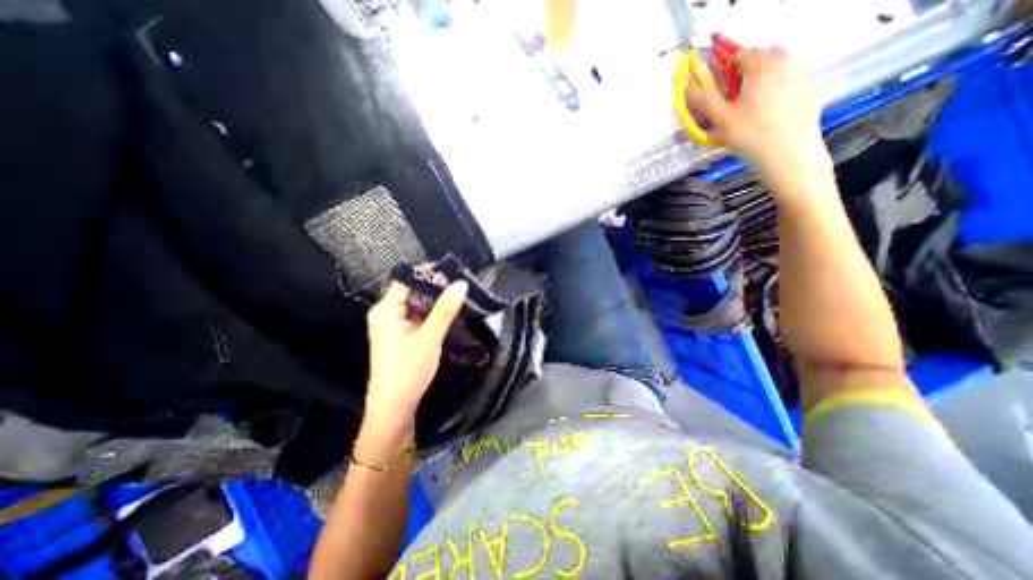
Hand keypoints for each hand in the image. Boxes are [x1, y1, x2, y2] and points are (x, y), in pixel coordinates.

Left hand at [360, 278, 464, 433]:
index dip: (428, 272)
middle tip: (460, 283)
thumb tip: (461, 283)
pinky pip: (415, 315)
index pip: (406, 279)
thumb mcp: (429, 338)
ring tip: (458, 294)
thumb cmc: (408, 371)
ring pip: (414, 303)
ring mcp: (391, 325)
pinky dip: (430, 312)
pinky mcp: (399, 335)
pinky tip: (446, 312)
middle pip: (410, 290)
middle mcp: (385, 313)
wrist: (393, 409)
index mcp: (385, 310)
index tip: (453, 270)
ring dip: (434, 300)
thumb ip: (445, 310)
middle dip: (435, 286)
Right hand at [684, 45, 828, 193]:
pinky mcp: (808, 97)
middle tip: (734, 91)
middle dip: (748, 70)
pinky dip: (776, 94)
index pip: (743, 54)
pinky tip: (766, 115)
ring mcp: (800, 81)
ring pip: (778, 72)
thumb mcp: (722, 119)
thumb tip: (688, 92)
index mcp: (763, 68)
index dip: (727, 66)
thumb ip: (704, 101)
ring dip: (762, 82)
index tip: (719, 80)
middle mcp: (786, 67)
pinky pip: (789, 87)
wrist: (788, 154)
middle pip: (765, 58)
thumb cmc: (753, 135)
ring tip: (748, 105)